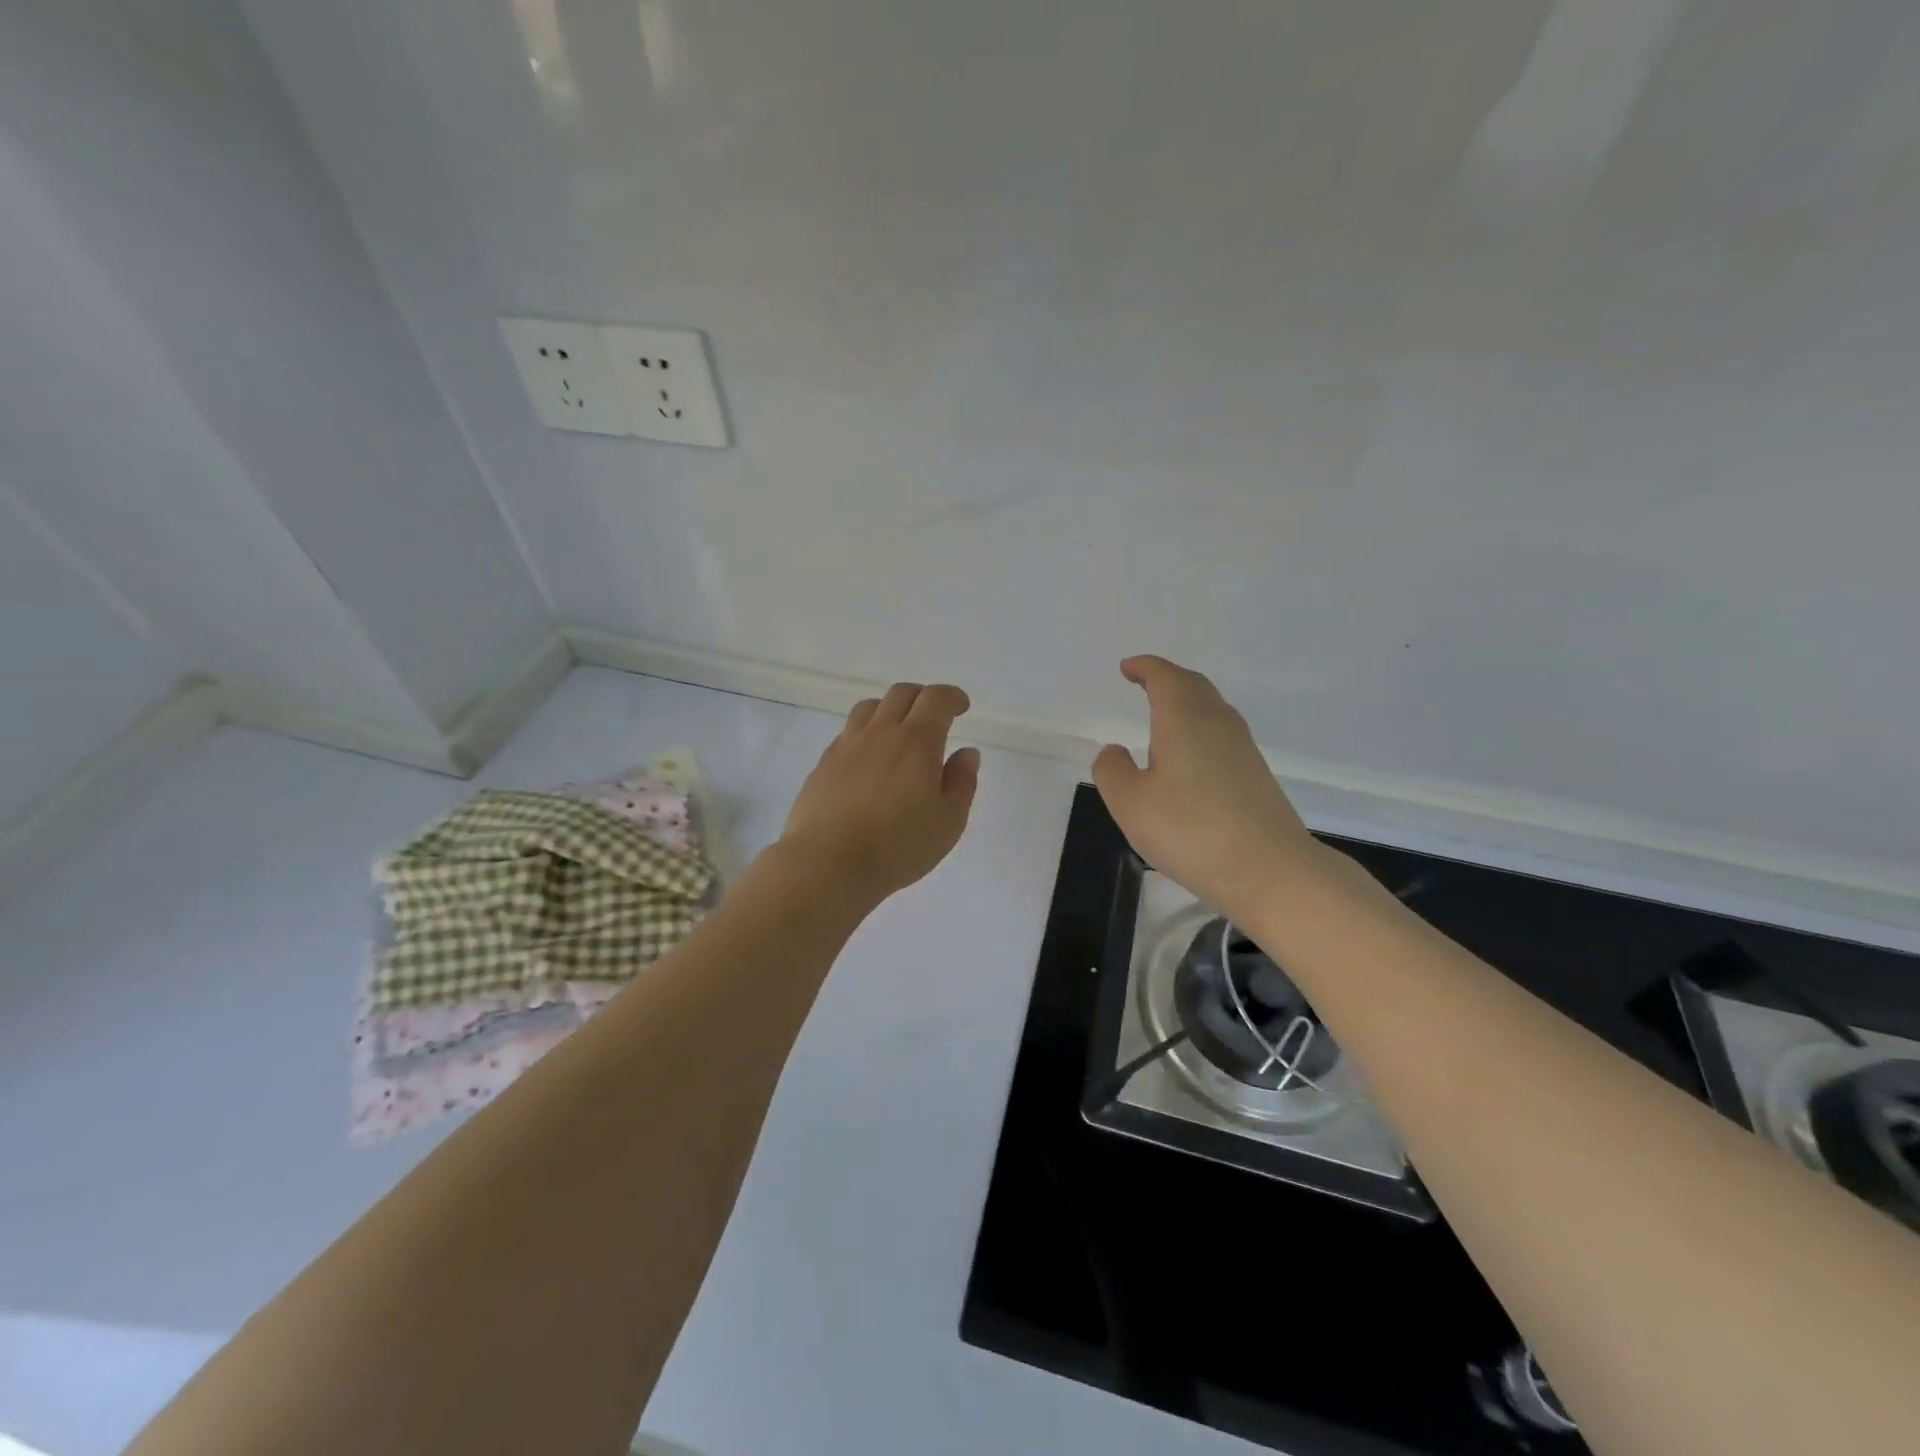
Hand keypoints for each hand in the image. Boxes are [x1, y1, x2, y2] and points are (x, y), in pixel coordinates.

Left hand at [779, 682, 980, 902]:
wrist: (827, 864)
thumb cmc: (897, 847)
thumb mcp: (948, 822)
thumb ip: (961, 783)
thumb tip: (966, 753)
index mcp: (916, 742)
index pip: (936, 699)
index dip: (952, 697)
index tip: (961, 707)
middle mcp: (880, 733)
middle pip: (901, 693)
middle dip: (923, 697)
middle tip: (934, 717)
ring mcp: (847, 746)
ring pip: (869, 707)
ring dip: (890, 709)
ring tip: (899, 732)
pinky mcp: (823, 764)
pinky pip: (848, 732)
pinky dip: (865, 733)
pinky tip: (869, 759)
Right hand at [1093, 656, 1319, 924]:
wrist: (1270, 870)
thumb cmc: (1190, 830)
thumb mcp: (1130, 803)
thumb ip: (1113, 771)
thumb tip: (1115, 751)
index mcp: (1184, 719)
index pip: (1165, 678)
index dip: (1145, 668)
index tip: (1128, 668)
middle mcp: (1217, 724)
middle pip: (1194, 686)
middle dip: (1168, 678)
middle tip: (1146, 682)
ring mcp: (1243, 750)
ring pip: (1213, 709)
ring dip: (1187, 702)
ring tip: (1165, 714)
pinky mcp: (1257, 776)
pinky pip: (1223, 735)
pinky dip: (1201, 729)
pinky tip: (1192, 756)